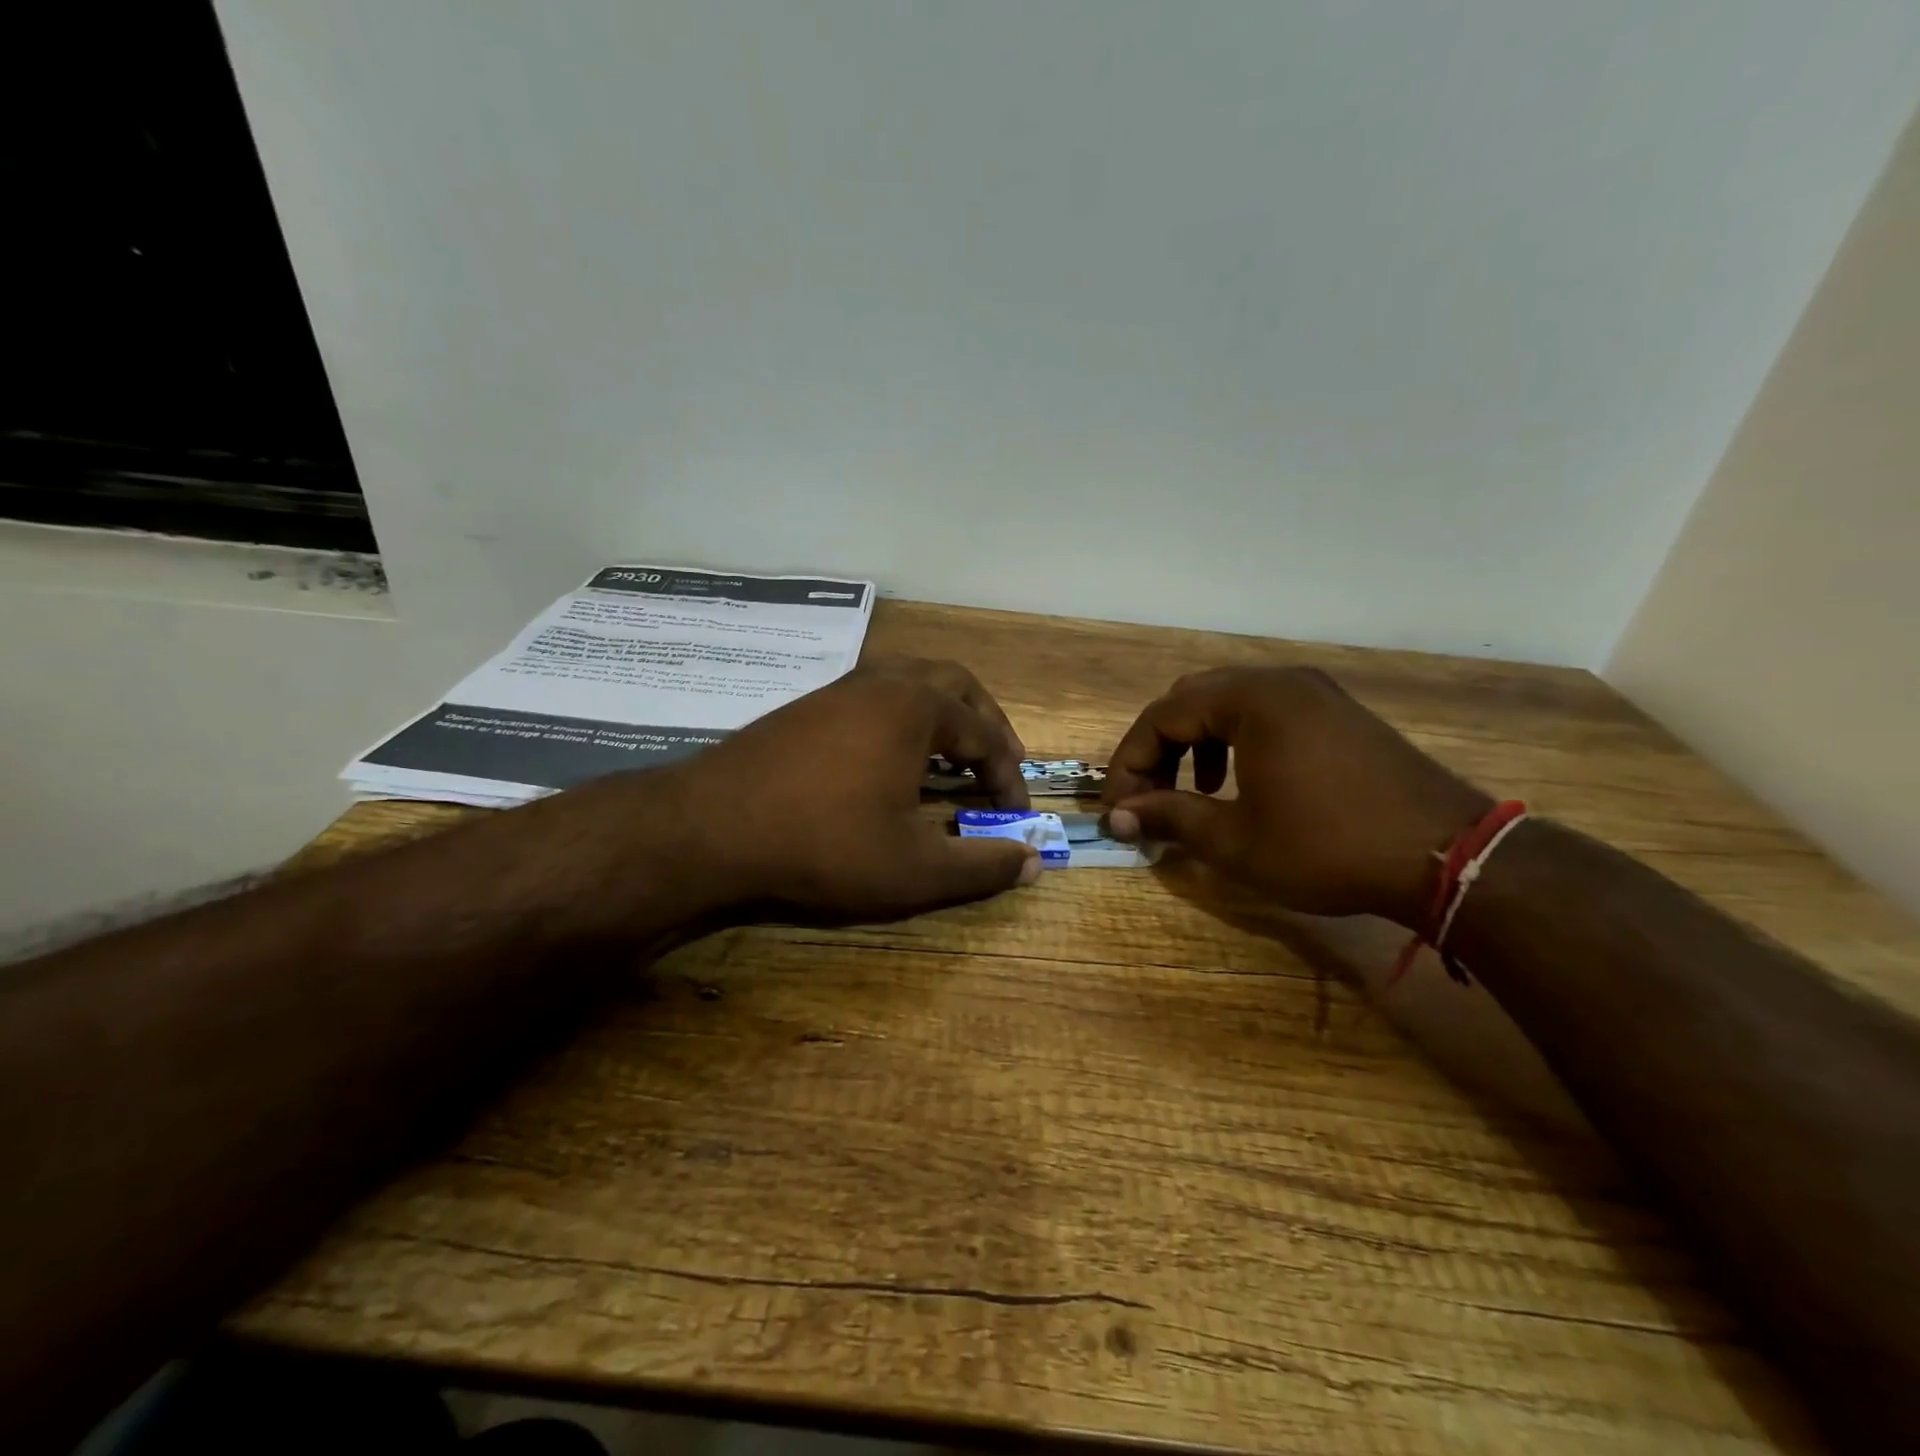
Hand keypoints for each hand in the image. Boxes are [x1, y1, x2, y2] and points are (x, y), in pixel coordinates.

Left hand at [657, 657, 1037, 919]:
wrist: (710, 827)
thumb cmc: (824, 844)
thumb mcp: (914, 869)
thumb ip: (981, 866)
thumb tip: (1034, 863)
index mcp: (917, 708)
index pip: (985, 736)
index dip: (1008, 778)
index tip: (1015, 817)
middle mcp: (883, 683)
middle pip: (954, 684)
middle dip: (985, 722)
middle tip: (997, 762)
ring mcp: (840, 689)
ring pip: (910, 681)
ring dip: (941, 712)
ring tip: (951, 753)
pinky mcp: (807, 706)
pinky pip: (875, 695)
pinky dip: (902, 717)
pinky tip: (890, 756)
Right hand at [1103, 667, 1490, 924]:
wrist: (1449, 857)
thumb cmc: (1328, 847)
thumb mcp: (1236, 840)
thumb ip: (1169, 817)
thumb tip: (1117, 817)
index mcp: (1251, 700)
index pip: (1162, 716)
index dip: (1130, 763)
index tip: (1118, 809)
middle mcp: (1280, 681)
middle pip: (1191, 700)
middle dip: (1160, 749)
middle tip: (1148, 797)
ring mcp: (1315, 693)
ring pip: (1228, 704)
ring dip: (1196, 744)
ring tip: (1193, 792)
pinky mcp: (1338, 713)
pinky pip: (1266, 713)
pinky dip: (1236, 742)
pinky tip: (1243, 783)